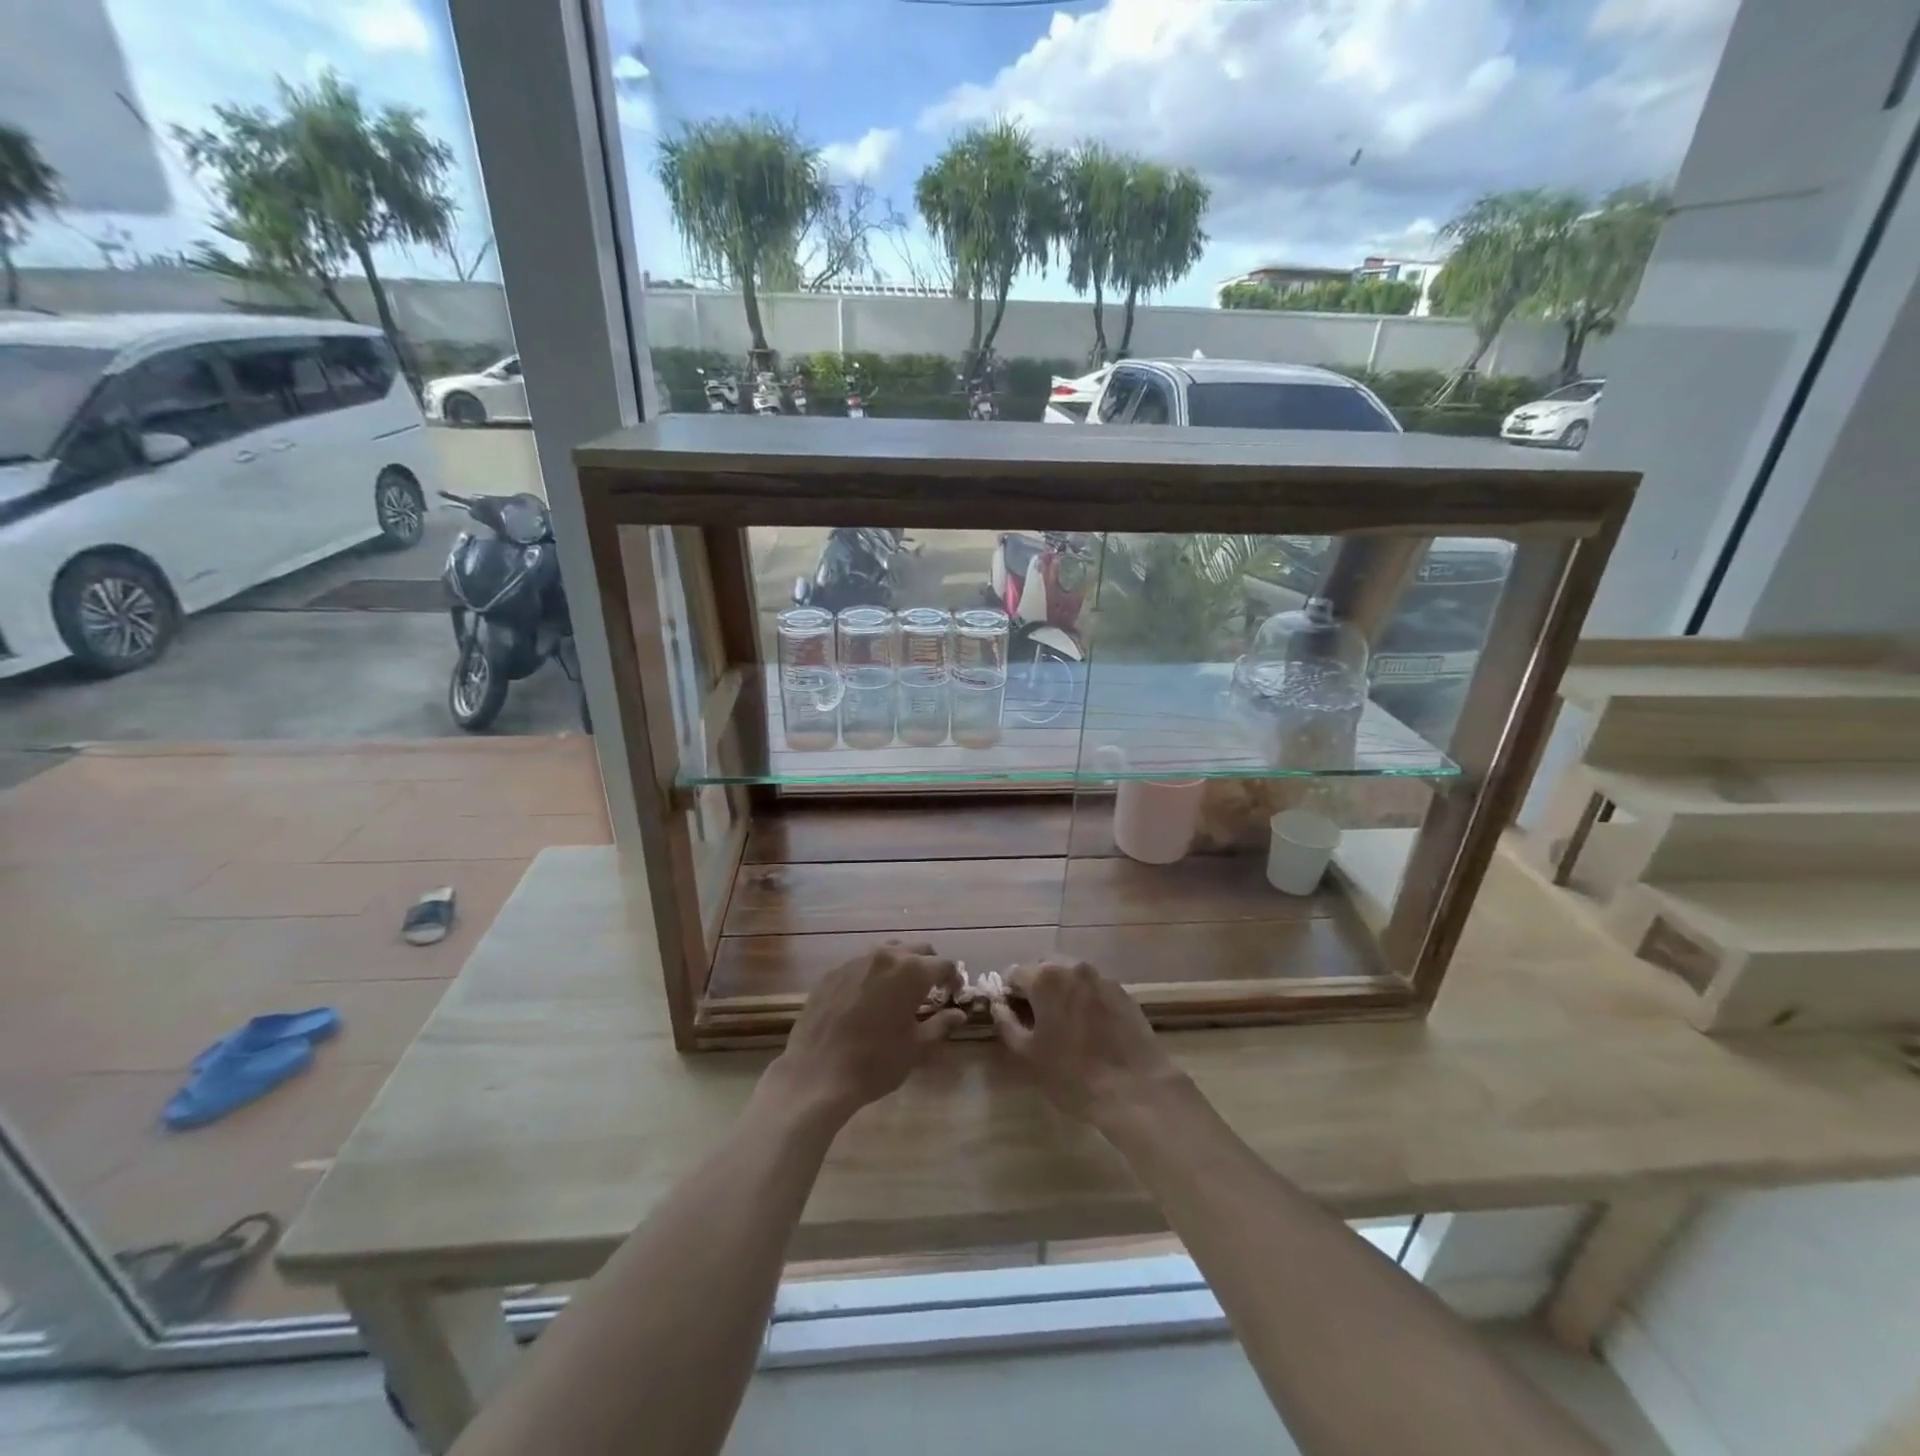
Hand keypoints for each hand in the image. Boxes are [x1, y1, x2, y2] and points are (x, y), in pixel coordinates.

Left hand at [767, 942, 963, 1120]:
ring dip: (901, 964)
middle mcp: (885, 956)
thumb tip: (960, 1015)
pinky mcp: (832, 972)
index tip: (954, 994)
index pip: (944, 964)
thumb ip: (941, 1025)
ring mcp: (855, 961)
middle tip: (931, 990)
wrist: (817, 1074)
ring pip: (887, 951)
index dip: (954, 978)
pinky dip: (873, 973)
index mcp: (911, 972)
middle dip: (929, 966)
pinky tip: (868, 998)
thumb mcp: (916, 1047)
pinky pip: (861, 963)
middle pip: (917, 950)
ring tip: (900, 990)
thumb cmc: (875, 1062)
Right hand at [989, 959, 1186, 1126]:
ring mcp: (1101, 978)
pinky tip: (1088, 1028)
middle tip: (1034, 1020)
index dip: (1008, 994)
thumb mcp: (1028, 1055)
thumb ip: (1006, 1023)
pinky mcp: (1123, 992)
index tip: (1011, 1016)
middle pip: (1043, 968)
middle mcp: (1073, 967)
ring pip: (1070, 976)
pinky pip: (1092, 987)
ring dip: (1060, 992)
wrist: (1136, 1089)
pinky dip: (1083, 999)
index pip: (1014, 973)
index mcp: (1045, 978)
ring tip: (1062, 1024)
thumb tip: (998, 1005)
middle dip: (1034, 988)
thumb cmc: (1073, 1074)